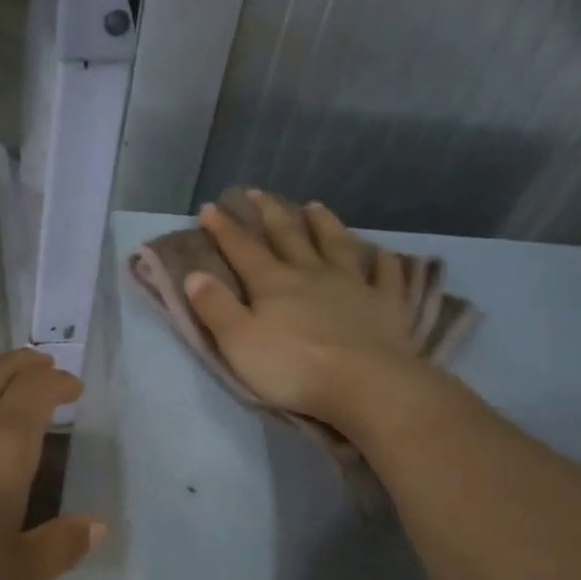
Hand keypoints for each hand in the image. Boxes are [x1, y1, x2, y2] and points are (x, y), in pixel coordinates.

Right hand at [186, 191, 421, 427]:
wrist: (365, 385)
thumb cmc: (293, 367)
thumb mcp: (238, 342)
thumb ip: (215, 307)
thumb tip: (193, 274)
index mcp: (274, 283)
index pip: (243, 250)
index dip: (224, 229)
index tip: (210, 207)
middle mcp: (313, 274)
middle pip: (288, 237)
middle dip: (270, 214)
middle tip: (257, 193)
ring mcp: (354, 286)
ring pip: (337, 245)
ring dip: (324, 224)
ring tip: (314, 206)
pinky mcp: (387, 305)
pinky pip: (387, 276)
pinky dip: (384, 263)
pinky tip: (384, 253)